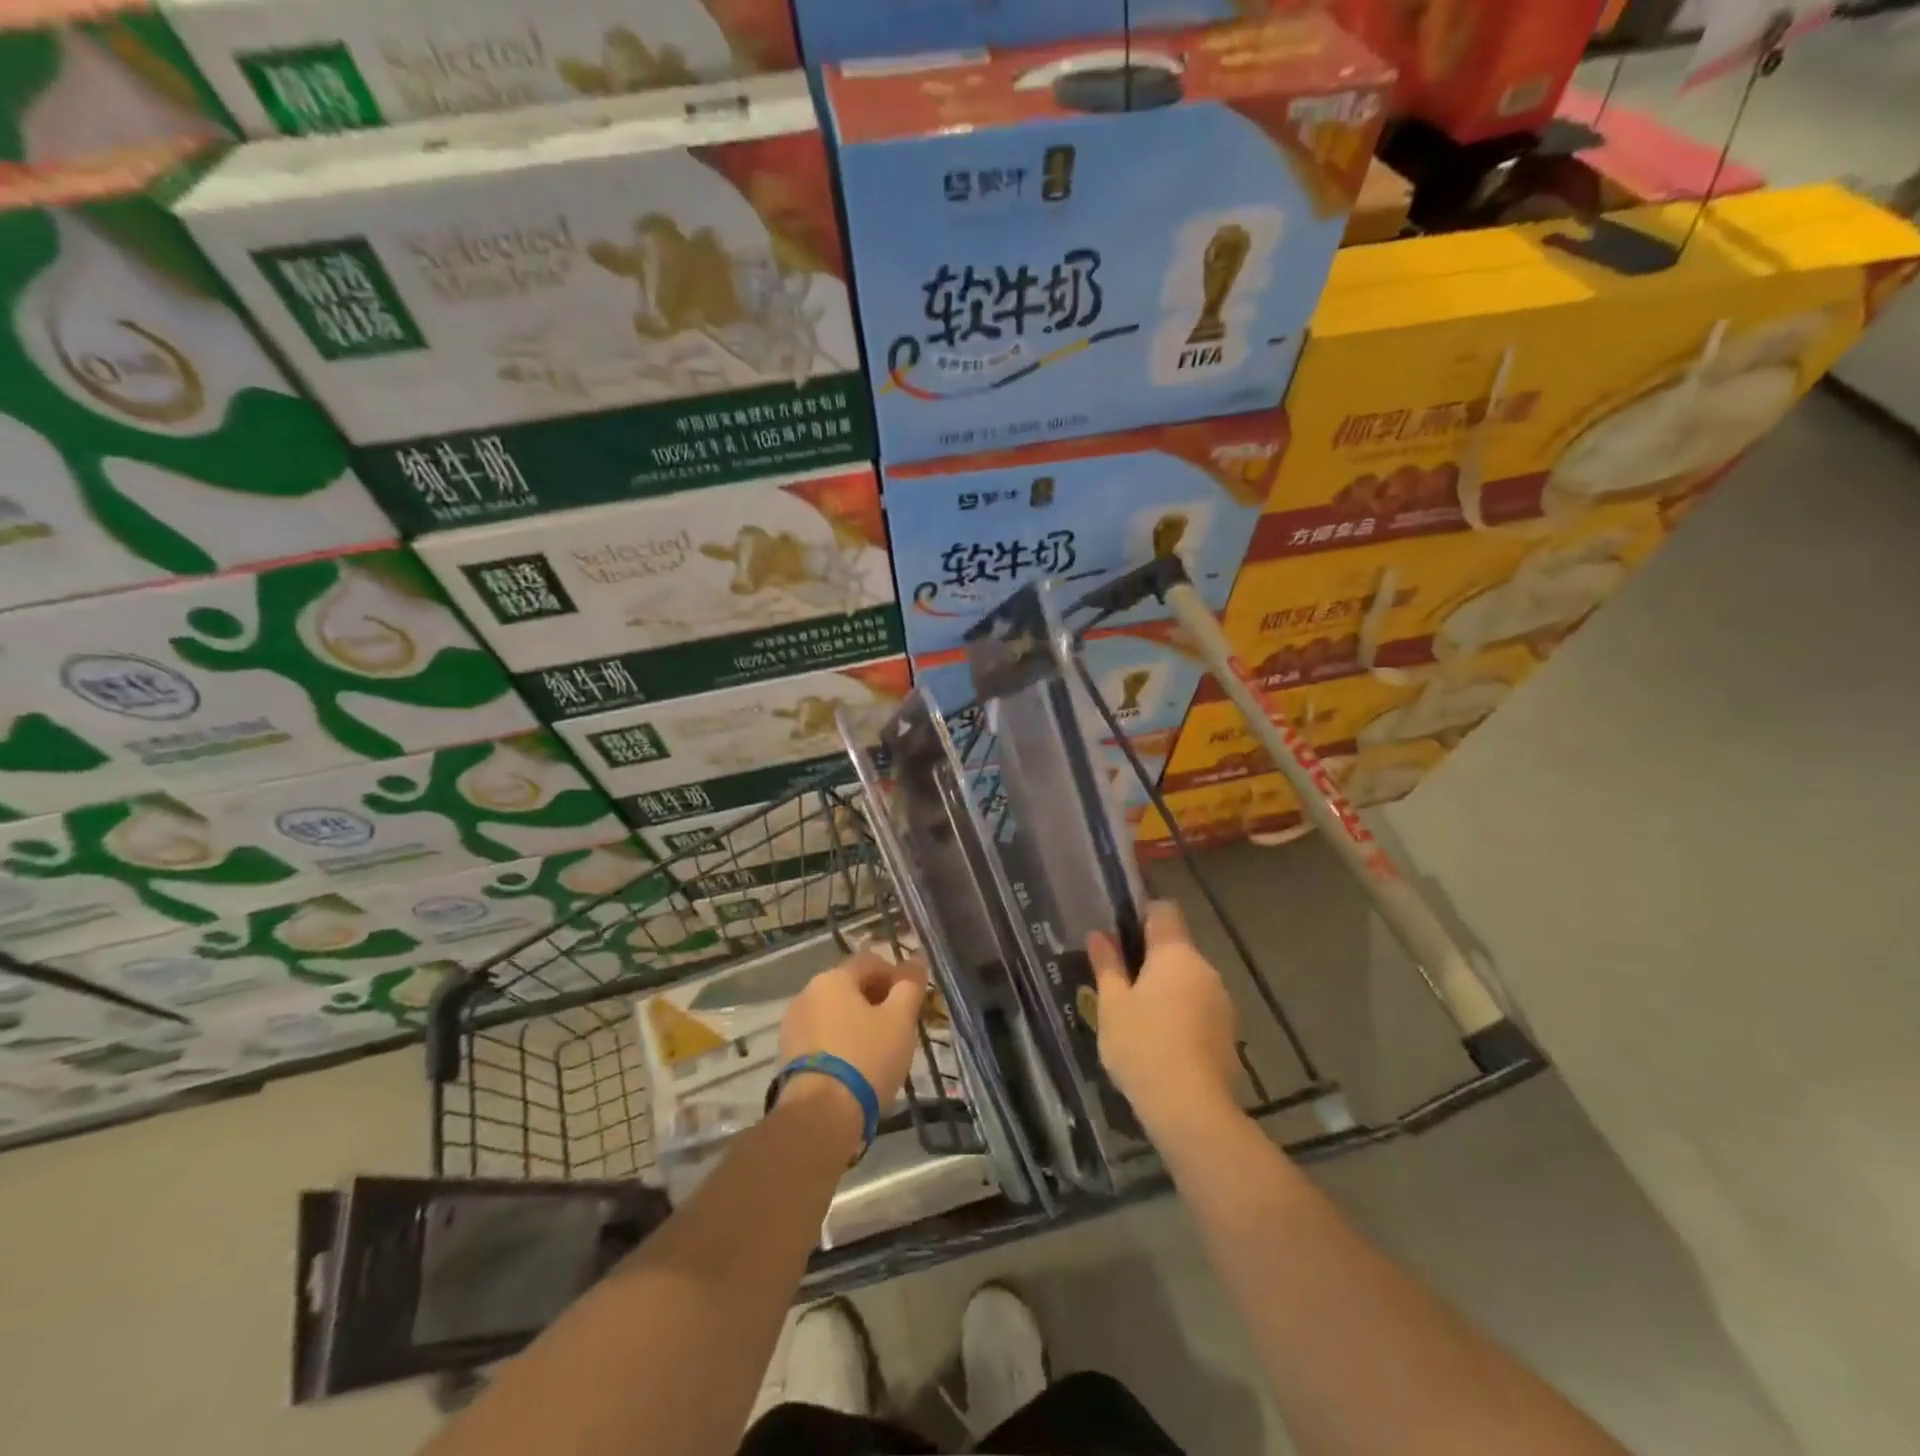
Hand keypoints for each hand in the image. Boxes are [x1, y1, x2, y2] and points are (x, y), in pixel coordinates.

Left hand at [777, 952, 927, 1127]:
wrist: (820, 1117)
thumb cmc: (866, 1058)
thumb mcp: (899, 1020)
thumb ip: (910, 986)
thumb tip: (916, 959)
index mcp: (833, 978)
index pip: (871, 961)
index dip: (896, 976)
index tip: (912, 1002)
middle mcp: (807, 993)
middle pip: (850, 987)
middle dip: (878, 1001)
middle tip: (900, 1028)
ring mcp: (793, 1026)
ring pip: (836, 1014)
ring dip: (859, 1024)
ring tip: (880, 1052)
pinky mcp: (788, 1056)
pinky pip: (823, 1038)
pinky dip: (841, 1044)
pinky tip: (857, 1069)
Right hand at [1088, 901, 1239, 1133]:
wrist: (1191, 1109)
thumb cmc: (1142, 1045)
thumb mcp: (1112, 1004)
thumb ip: (1107, 964)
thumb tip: (1099, 934)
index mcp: (1175, 953)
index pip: (1164, 910)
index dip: (1142, 913)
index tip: (1120, 931)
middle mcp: (1204, 968)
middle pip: (1176, 947)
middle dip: (1150, 958)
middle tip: (1119, 981)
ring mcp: (1221, 1001)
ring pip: (1188, 979)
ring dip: (1166, 987)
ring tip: (1137, 1015)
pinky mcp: (1228, 1032)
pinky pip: (1199, 1008)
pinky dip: (1181, 1013)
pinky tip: (1161, 1041)